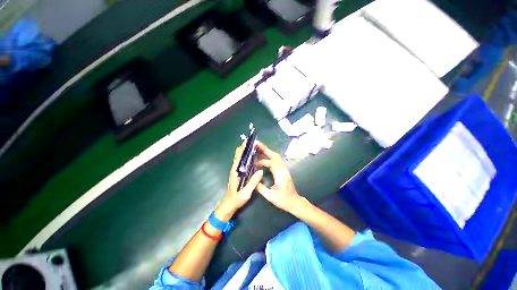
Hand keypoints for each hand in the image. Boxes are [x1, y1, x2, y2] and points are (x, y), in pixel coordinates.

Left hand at [216, 143, 263, 220]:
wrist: (229, 205)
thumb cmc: (236, 199)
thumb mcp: (245, 192)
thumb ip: (253, 182)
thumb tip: (260, 171)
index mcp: (235, 171)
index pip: (238, 156)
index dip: (243, 148)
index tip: (249, 141)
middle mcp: (235, 169)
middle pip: (239, 155)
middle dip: (245, 148)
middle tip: (254, 143)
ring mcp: (236, 171)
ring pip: (240, 158)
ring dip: (246, 152)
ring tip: (254, 148)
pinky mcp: (238, 174)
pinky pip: (242, 163)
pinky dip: (246, 158)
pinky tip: (253, 158)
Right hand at [255, 141, 301, 213]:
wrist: (294, 202)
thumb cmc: (283, 200)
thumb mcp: (270, 196)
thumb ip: (260, 188)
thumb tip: (252, 180)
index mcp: (280, 174)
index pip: (271, 163)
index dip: (262, 162)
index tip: (254, 164)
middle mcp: (283, 169)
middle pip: (275, 155)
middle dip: (265, 149)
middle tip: (257, 144)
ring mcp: (284, 169)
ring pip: (276, 157)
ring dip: (268, 152)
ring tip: (259, 148)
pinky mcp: (283, 170)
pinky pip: (276, 160)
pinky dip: (270, 156)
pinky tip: (264, 157)